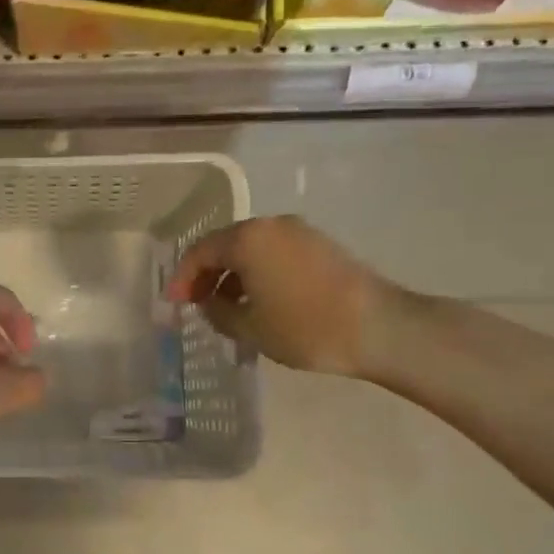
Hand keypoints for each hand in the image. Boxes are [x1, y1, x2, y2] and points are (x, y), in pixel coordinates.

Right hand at [167, 215, 394, 376]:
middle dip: (208, 274)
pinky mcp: (321, 245)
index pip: (200, 251)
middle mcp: (271, 225)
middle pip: (226, 245)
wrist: (380, 327)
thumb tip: (209, 302)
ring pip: (252, 249)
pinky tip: (261, 301)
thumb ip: (218, 312)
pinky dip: (259, 272)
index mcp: (247, 239)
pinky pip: (275, 253)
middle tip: (197, 303)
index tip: (174, 302)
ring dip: (234, 275)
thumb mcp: (250, 328)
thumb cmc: (306, 327)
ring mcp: (299, 232)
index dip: (182, 277)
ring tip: (229, 308)